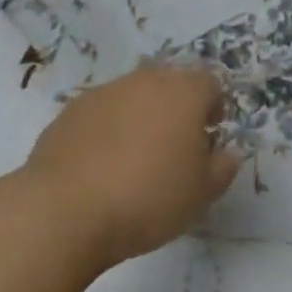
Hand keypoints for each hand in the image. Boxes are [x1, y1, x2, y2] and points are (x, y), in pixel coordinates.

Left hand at [22, 62, 238, 268]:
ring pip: (133, 97)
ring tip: (132, 162)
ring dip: (140, 119)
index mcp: (184, 91)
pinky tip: (99, 169)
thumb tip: (226, 153)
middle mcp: (146, 80)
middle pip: (170, 85)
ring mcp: (105, 92)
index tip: (207, 140)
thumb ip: (223, 168)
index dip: (213, 109)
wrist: (65, 210)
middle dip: (176, 110)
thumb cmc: (148, 198)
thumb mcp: (201, 194)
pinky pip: (101, 115)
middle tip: (173, 151)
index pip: (210, 84)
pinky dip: (106, 132)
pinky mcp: (70, 111)